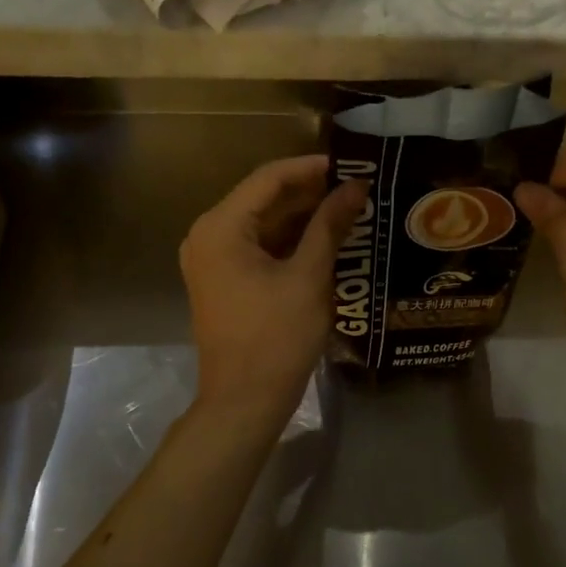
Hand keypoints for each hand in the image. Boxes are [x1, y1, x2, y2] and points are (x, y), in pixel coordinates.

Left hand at [180, 155, 367, 425]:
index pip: (269, 178)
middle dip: (310, 192)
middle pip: (263, 198)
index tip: (352, 165)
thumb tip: (355, 187)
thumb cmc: (277, 336)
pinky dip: (290, 239)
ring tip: (349, 208)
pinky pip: (258, 245)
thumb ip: (330, 224)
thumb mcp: (309, 276)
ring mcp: (212, 259)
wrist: (244, 401)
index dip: (312, 168)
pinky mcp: (223, 279)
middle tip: (357, 187)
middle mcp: (208, 234)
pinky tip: (326, 238)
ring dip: (303, 215)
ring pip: (263, 222)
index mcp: (221, 227)